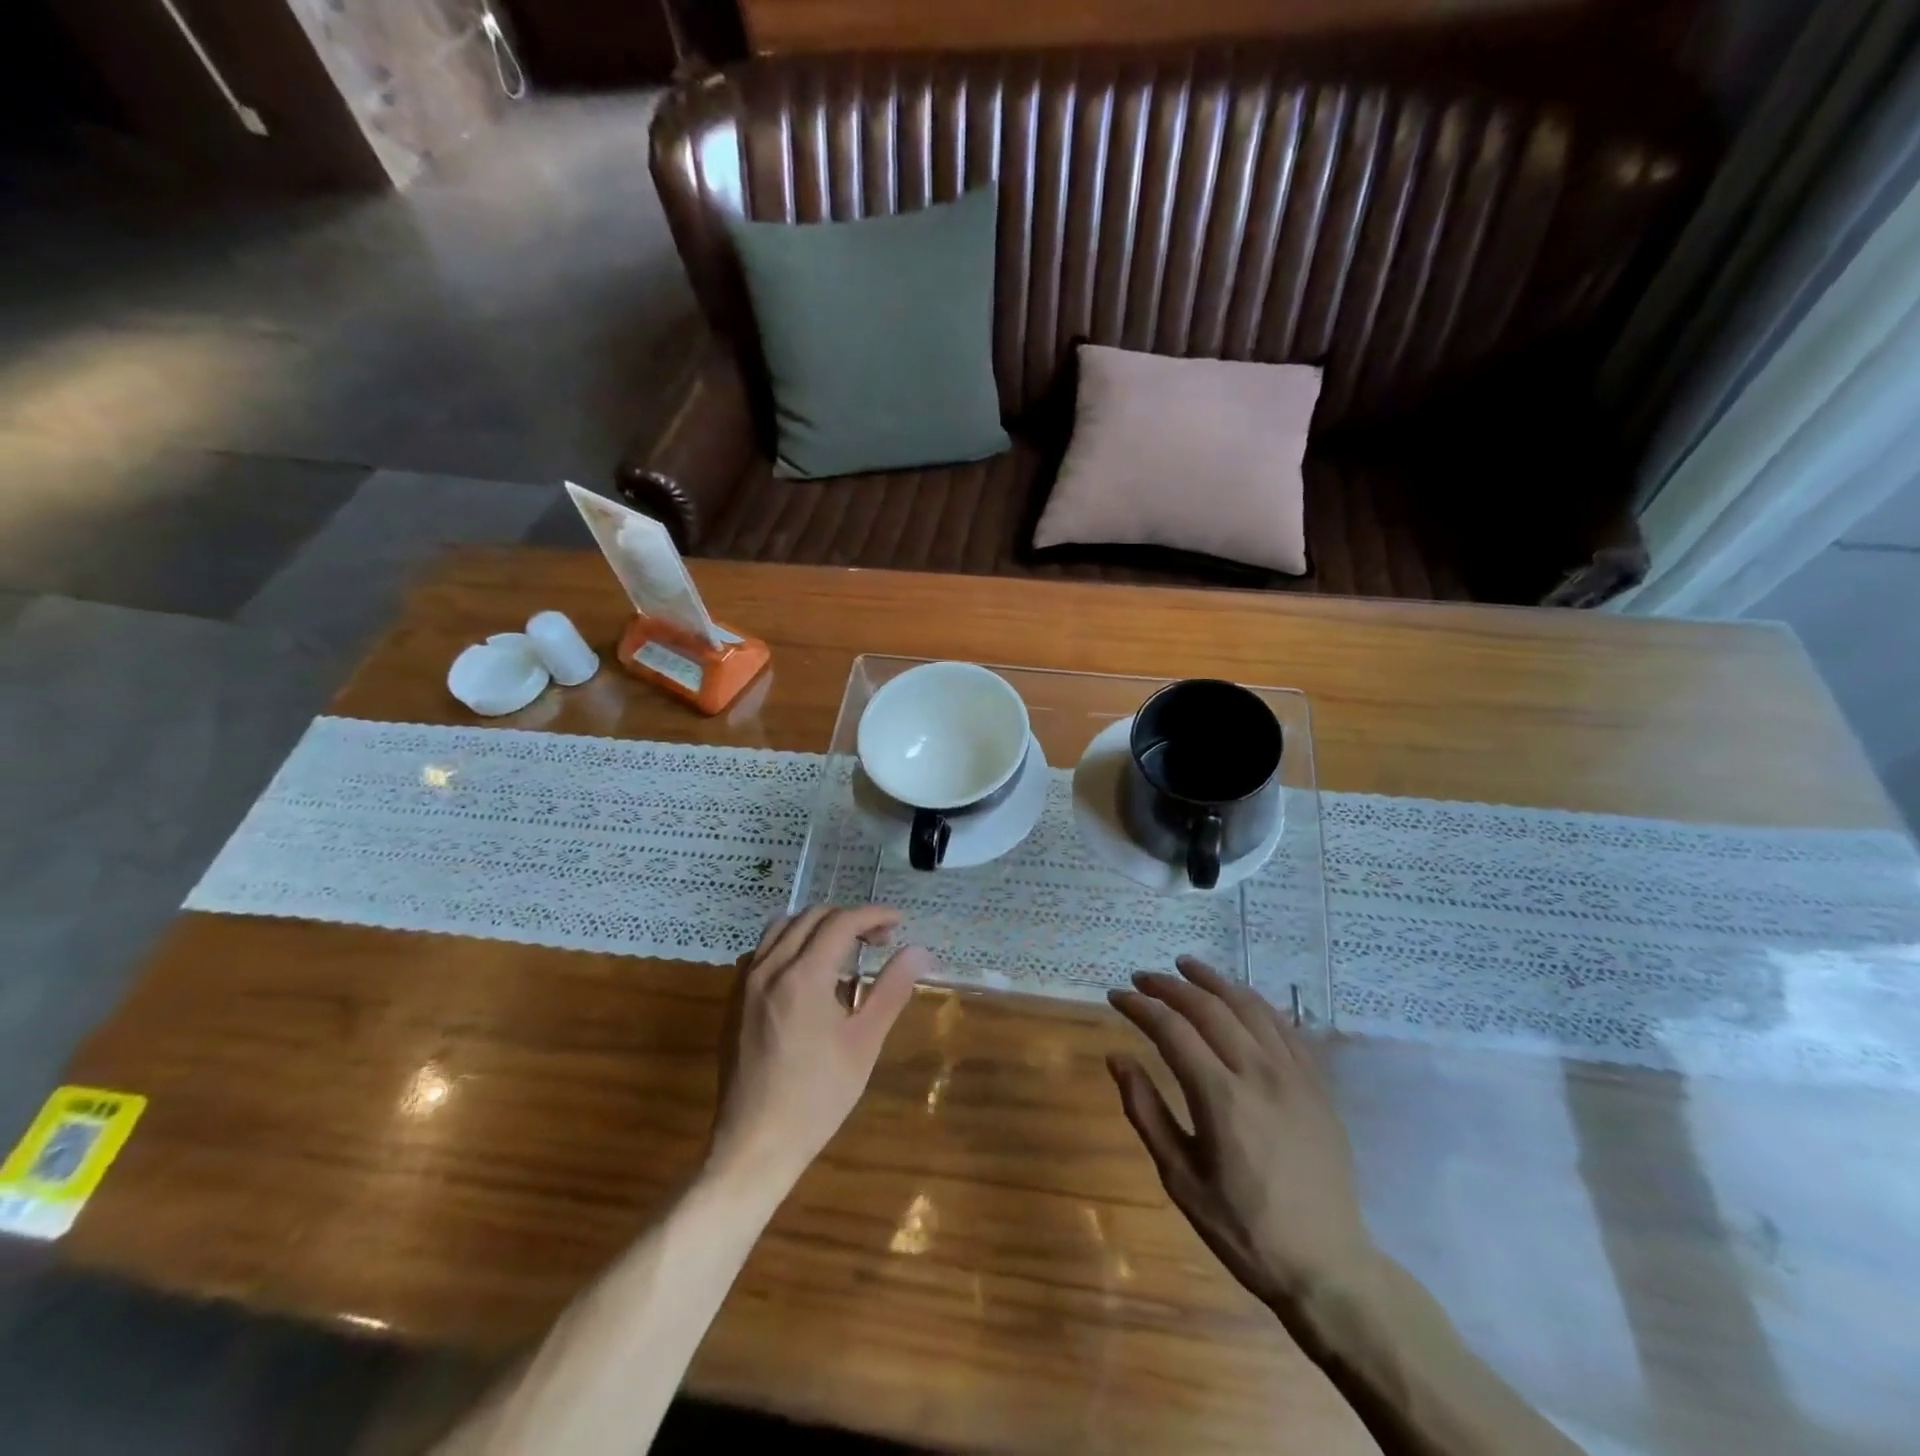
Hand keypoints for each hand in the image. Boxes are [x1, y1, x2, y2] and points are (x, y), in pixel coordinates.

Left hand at [706, 906, 930, 1193]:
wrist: (755, 1145)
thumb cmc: (818, 1097)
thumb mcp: (864, 1043)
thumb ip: (891, 989)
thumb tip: (918, 951)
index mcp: (803, 975)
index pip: (842, 922)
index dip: (874, 915)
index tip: (898, 923)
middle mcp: (769, 967)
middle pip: (811, 917)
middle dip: (849, 919)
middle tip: (878, 941)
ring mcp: (745, 982)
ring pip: (782, 928)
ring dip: (816, 927)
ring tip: (843, 951)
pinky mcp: (734, 1000)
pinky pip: (762, 951)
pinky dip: (789, 944)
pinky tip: (807, 975)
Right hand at [1107, 957, 1374, 1324]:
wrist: (1327, 1266)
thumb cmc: (1243, 1228)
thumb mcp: (1180, 1179)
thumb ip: (1145, 1111)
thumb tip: (1116, 1057)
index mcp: (1221, 1099)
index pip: (1171, 1030)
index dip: (1139, 1006)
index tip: (1115, 996)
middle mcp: (1259, 1074)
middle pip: (1209, 1008)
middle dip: (1169, 986)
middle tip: (1142, 979)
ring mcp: (1294, 1075)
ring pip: (1249, 1005)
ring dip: (1213, 981)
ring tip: (1185, 966)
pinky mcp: (1317, 1084)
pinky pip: (1284, 1025)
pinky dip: (1253, 1001)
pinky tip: (1237, 997)